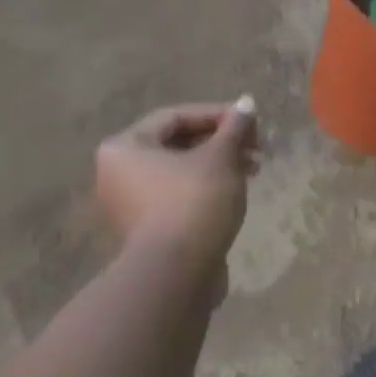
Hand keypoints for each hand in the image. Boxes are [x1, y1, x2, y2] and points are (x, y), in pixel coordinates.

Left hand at [93, 99, 260, 266]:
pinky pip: (179, 195)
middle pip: (177, 143)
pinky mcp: (148, 228)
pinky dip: (207, 187)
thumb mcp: (220, 158)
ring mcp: (131, 203)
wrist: (177, 274)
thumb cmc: (193, 202)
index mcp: (125, 147)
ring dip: (219, 164)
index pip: (176, 116)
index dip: (218, 114)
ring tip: (254, 169)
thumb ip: (234, 127)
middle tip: (256, 147)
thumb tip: (248, 102)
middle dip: (221, 142)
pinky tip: (236, 191)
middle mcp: (119, 172)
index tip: (251, 122)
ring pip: (181, 170)